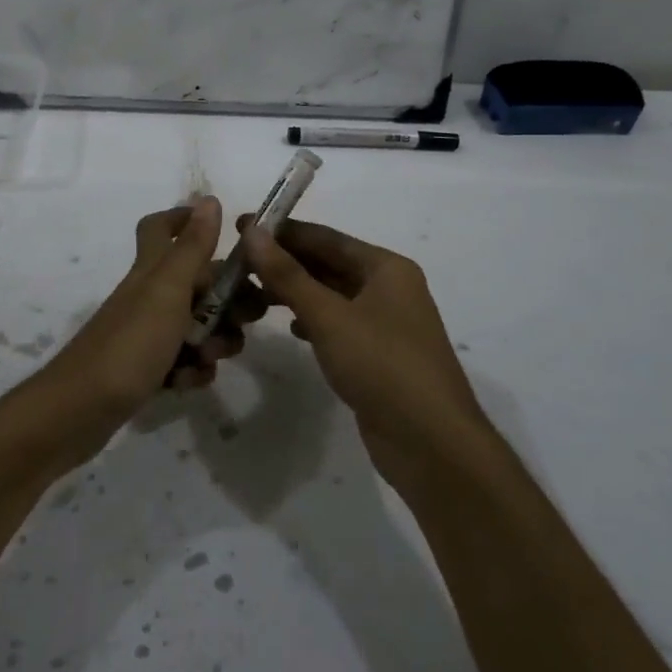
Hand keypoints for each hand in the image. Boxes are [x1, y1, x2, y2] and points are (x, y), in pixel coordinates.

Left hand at [15, 198, 263, 467]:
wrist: (79, 411)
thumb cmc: (128, 345)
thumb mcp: (167, 291)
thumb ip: (191, 247)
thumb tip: (208, 198)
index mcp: (151, 271)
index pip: (162, 228)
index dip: (188, 221)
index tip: (226, 236)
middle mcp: (148, 296)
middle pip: (196, 283)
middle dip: (227, 301)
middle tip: (247, 319)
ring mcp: (145, 334)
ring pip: (195, 326)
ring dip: (214, 340)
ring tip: (210, 357)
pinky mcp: (145, 368)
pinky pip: (182, 361)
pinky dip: (191, 370)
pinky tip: (186, 383)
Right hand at [241, 218, 489, 483]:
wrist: (432, 443)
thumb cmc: (382, 366)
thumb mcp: (329, 316)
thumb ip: (287, 274)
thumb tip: (252, 231)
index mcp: (386, 268)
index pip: (326, 237)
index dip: (282, 232)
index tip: (242, 227)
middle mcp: (389, 288)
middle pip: (329, 264)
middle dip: (286, 262)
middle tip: (239, 262)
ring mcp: (386, 323)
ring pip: (332, 295)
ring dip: (296, 291)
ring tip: (252, 292)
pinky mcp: (379, 355)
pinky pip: (339, 324)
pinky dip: (313, 320)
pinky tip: (289, 326)